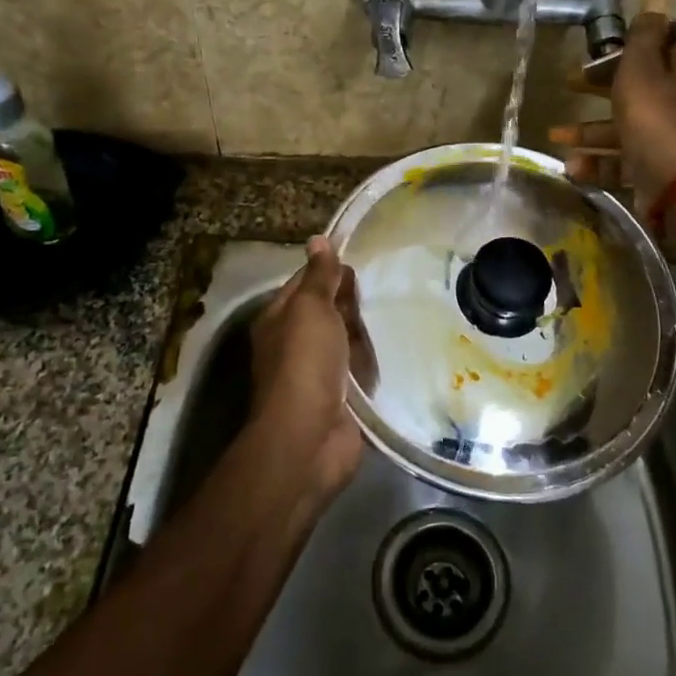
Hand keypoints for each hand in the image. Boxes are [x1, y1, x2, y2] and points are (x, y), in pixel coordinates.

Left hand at [248, 236, 368, 506]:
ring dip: (365, 332)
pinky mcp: (341, 397)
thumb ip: (319, 276)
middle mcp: (295, 343)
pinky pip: (360, 370)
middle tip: (384, 287)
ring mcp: (318, 372)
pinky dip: (373, 362)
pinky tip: (395, 348)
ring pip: (347, 340)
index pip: (305, 283)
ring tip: (395, 313)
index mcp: (279, 318)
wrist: (310, 436)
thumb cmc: (305, 362)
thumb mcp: (311, 308)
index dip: (329, 270)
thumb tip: (318, 239)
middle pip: (328, 312)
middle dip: (351, 302)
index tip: (360, 259)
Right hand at [551, 3, 675, 214]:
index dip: (633, 43)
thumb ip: (644, 35)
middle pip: (638, 86)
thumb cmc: (655, 116)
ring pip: (624, 126)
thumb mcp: (643, 67)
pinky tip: (572, 166)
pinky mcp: (656, 167)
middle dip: (600, 85)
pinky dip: (598, 163)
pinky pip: (622, 160)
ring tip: (556, 134)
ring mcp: (669, 136)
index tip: (602, 46)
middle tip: (569, 82)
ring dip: (589, 131)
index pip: (663, 44)